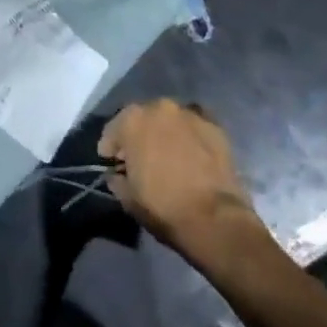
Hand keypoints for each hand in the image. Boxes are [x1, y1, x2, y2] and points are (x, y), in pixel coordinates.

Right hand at [99, 99, 271, 261]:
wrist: (214, 219)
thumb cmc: (162, 206)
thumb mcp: (126, 197)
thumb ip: (117, 178)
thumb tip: (118, 174)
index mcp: (132, 120)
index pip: (113, 130)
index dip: (111, 149)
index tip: (112, 163)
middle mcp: (160, 107)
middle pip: (143, 119)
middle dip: (139, 136)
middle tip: (140, 158)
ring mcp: (190, 114)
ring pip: (170, 121)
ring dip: (165, 133)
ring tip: (169, 155)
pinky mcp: (216, 127)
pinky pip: (195, 129)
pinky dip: (190, 138)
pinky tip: (192, 156)